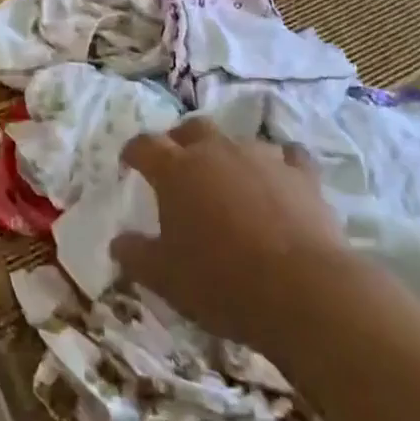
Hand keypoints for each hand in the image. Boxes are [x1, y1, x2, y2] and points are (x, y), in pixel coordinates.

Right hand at [110, 117, 349, 349]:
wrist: (302, 291)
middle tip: (180, 165)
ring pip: (237, 141)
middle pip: (191, 129)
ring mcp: (260, 156)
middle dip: (181, 142)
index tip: (129, 163)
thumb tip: (117, 242)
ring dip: (229, 156)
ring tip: (230, 182)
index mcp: (175, 170)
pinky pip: (287, 156)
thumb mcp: (166, 279)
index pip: (144, 146)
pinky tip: (280, 181)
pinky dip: (280, 165)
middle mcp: (214, 150)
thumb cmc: (222, 283)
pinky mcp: (300, 173)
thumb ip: (136, 256)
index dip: (134, 152)